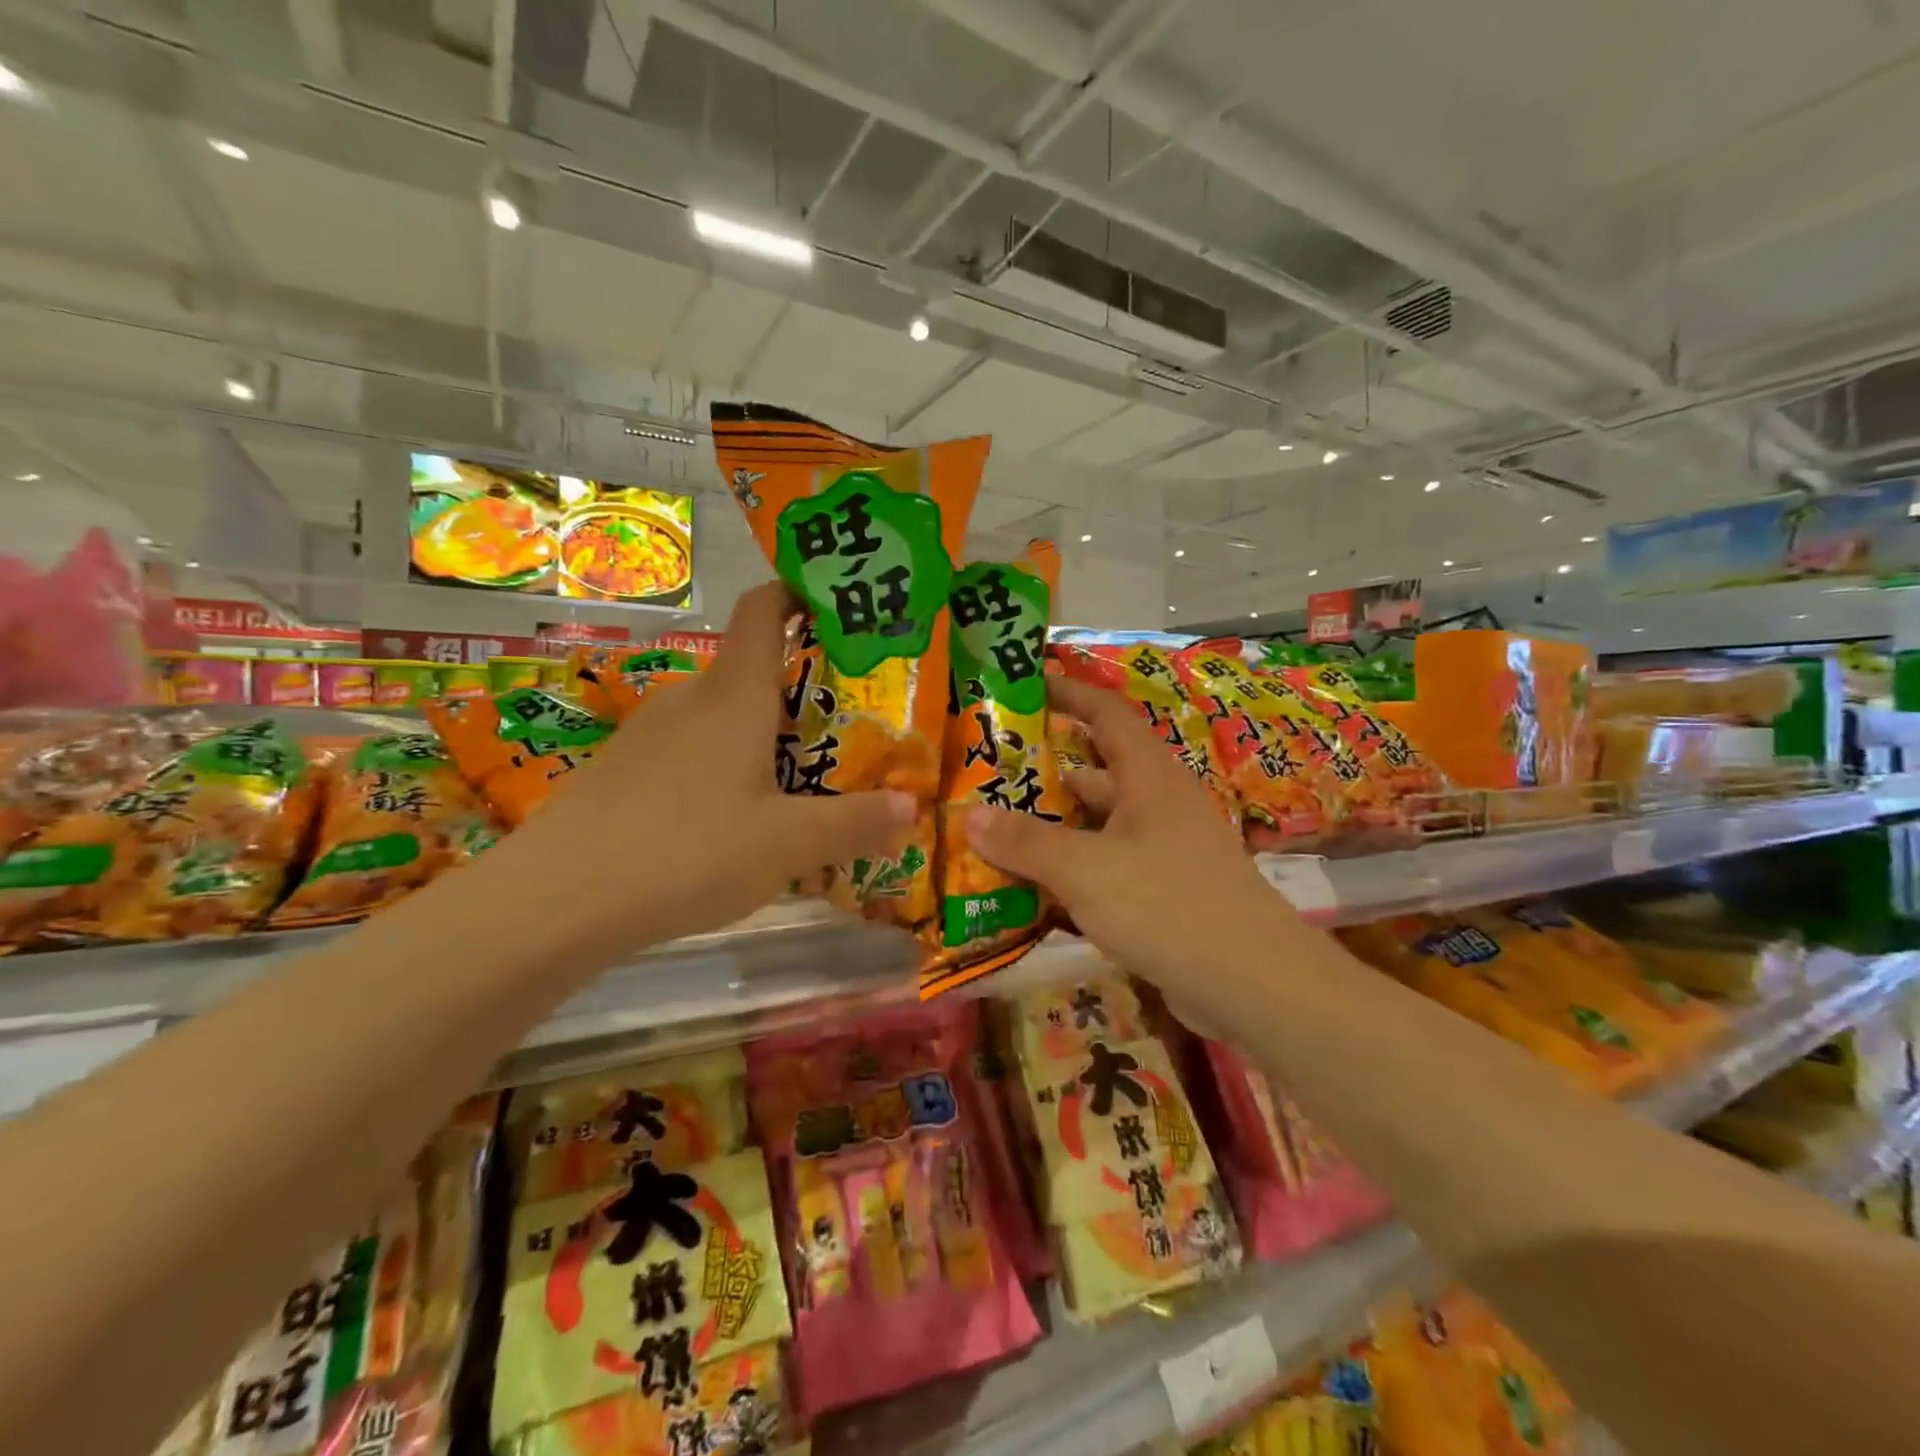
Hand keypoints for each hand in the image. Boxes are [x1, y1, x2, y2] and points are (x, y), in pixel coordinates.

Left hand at [479, 583, 914, 957]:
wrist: (557, 901)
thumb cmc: (689, 851)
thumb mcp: (789, 844)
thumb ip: (856, 823)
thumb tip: (912, 808)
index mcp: (735, 696)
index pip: (765, 610)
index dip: (798, 593)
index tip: (836, 606)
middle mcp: (690, 700)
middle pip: (750, 670)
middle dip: (798, 687)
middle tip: (844, 722)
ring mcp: (648, 735)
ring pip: (718, 717)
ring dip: (758, 734)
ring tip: (796, 778)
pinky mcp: (622, 771)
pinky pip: (686, 752)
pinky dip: (719, 767)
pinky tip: (729, 820)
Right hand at [968, 676, 1305, 1026]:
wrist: (1251, 984)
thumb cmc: (1167, 905)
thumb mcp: (1086, 869)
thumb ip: (1026, 842)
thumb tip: (969, 816)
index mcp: (1148, 776)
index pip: (1105, 712)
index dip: (1067, 693)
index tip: (1024, 685)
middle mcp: (1157, 803)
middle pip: (1094, 773)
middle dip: (1042, 771)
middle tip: (986, 775)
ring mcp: (1162, 850)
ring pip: (1096, 826)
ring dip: (1051, 829)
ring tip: (992, 832)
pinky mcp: (1162, 892)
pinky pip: (1105, 868)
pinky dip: (1070, 873)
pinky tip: (1028, 891)